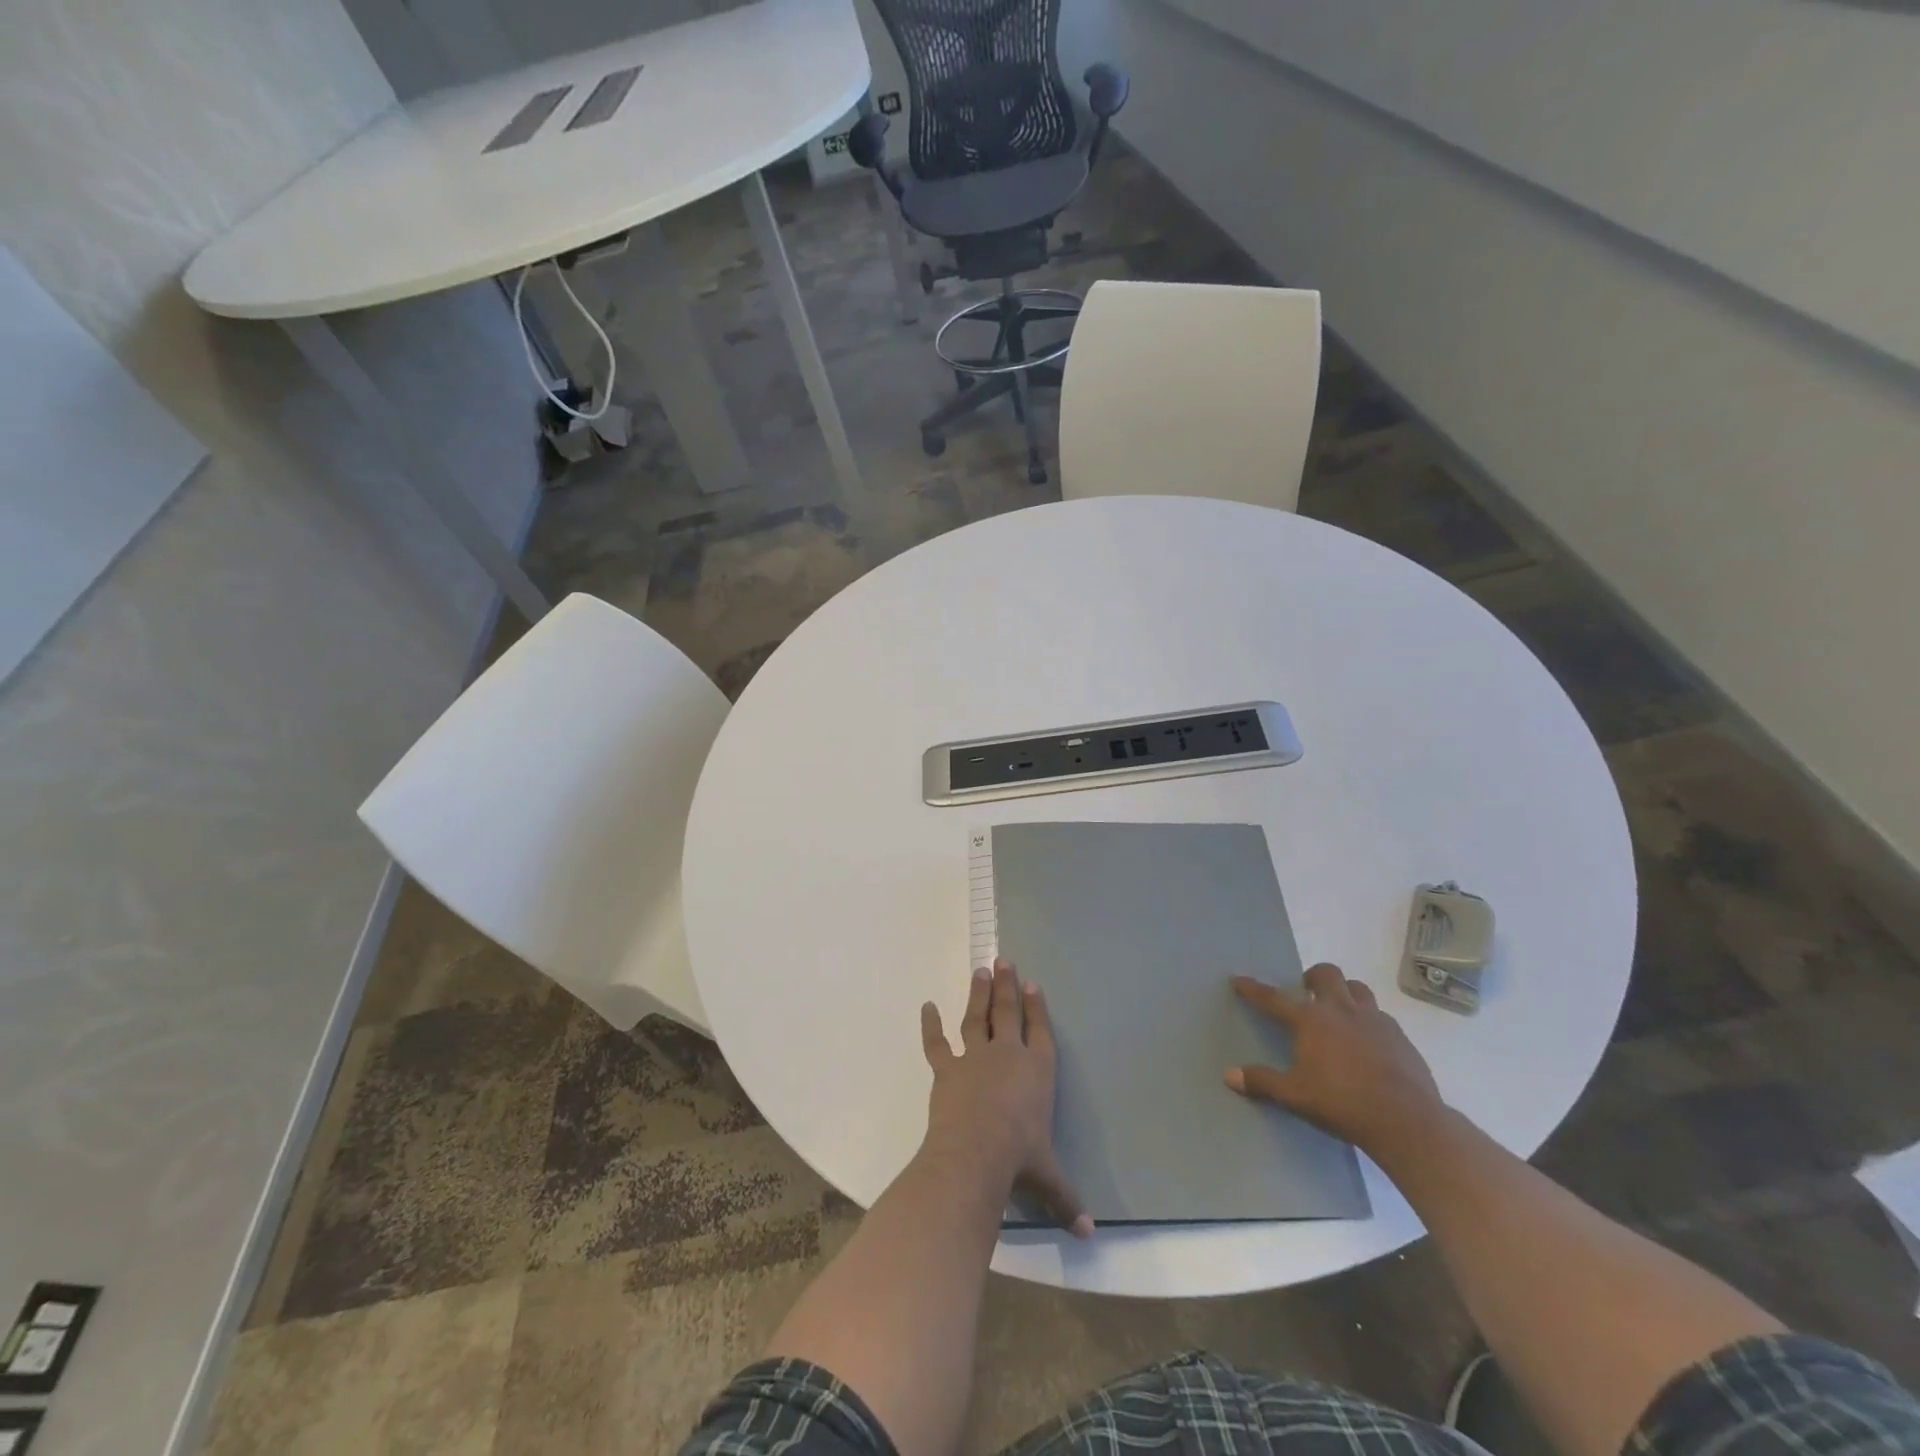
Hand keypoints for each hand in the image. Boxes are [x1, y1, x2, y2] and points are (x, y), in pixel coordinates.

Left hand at [921, 958, 1092, 1236]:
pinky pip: (936, 1042)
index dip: (1037, 1007)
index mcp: (1037, 1071)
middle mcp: (1008, 1055)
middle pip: (1008, 1012)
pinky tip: (926, 1006)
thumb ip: (1066, 1200)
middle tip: (1004, 959)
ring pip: (977, 1017)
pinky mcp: (947, 1068)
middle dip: (1007, 986)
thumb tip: (1089, 1233)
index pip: (1040, 1031)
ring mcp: (975, 1057)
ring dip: (978, 993)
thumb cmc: (1020, 1160)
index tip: (1032, 984)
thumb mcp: (1048, 1180)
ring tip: (980, 970)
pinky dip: (930, 1025)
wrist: (976, 1152)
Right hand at [1226, 963, 1445, 1158]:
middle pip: (1326, 974)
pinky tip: (1368, 1042)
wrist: (1407, 1121)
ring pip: (1358, 988)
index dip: (1253, 988)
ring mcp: (1375, 1020)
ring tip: (1339, 1011)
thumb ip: (1262, 1082)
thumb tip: (1229, 1076)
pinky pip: (1381, 1016)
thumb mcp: (1295, 1096)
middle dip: (1313, 977)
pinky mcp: (1400, 1036)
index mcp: (1311, 1020)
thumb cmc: (1342, 1103)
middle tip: (1306, 992)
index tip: (1239, 979)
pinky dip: (1369, 1020)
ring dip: (1345, 992)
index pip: (1273, 998)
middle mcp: (1341, 1010)